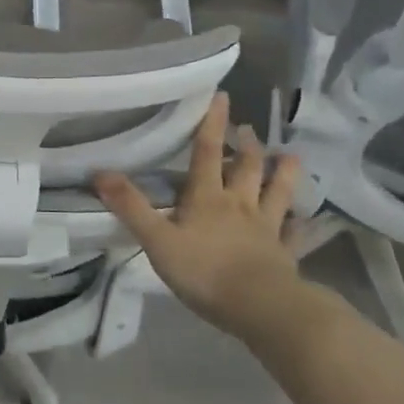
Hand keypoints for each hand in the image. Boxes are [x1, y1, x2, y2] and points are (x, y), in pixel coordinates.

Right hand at [95, 94, 301, 341]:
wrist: (260, 307)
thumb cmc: (204, 271)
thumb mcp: (157, 240)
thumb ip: (130, 207)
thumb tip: (99, 172)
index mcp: (208, 197)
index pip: (208, 152)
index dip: (212, 123)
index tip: (222, 96)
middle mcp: (239, 205)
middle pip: (246, 168)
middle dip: (246, 146)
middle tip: (248, 129)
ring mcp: (266, 229)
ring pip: (277, 194)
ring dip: (283, 174)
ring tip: (289, 156)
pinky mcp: (283, 255)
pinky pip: (293, 235)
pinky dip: (299, 225)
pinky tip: (304, 220)